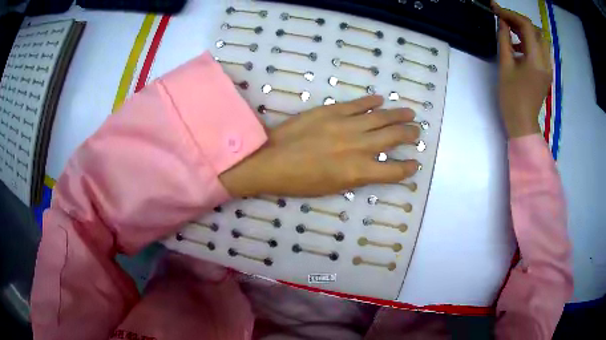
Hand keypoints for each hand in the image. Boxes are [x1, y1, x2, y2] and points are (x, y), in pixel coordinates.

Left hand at [220, 95, 419, 197]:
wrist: (269, 160)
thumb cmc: (298, 182)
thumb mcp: (332, 188)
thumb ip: (357, 176)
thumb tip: (373, 166)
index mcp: (358, 172)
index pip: (394, 171)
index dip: (407, 168)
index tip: (414, 163)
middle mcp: (358, 147)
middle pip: (393, 138)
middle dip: (409, 135)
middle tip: (417, 133)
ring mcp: (345, 125)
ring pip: (380, 117)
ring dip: (398, 115)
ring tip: (410, 113)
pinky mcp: (331, 111)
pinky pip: (357, 104)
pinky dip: (370, 102)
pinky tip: (380, 100)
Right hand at [493, 2, 551, 138]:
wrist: (522, 124)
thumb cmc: (511, 97)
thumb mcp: (505, 66)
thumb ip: (505, 40)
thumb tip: (502, 21)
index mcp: (536, 60)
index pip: (527, 26)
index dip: (511, 14)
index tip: (496, 10)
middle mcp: (545, 62)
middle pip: (537, 31)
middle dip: (520, 21)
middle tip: (505, 20)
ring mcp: (547, 68)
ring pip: (541, 40)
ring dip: (527, 31)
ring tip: (511, 31)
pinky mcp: (546, 73)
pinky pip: (541, 51)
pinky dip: (530, 42)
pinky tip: (519, 47)